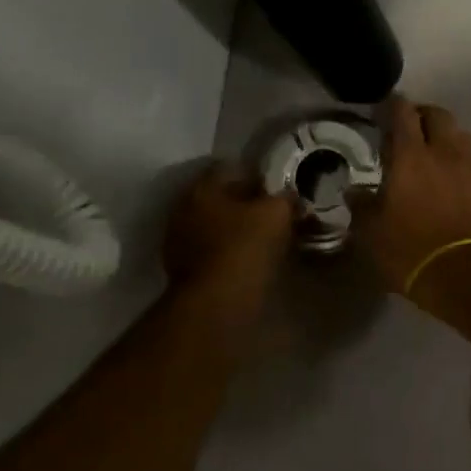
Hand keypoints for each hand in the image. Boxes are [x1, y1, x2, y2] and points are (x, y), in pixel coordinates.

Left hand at [161, 161, 293, 327]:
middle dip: (245, 203)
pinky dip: (231, 252)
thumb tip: (290, 196)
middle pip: (220, 198)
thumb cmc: (246, 246)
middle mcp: (183, 210)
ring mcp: (179, 242)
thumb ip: (285, 198)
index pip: (229, 168)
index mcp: (201, 188)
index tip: (277, 184)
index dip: (256, 173)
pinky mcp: (185, 271)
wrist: (218, 302)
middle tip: (275, 211)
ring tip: (267, 238)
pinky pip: (213, 251)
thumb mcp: (277, 213)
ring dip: (237, 229)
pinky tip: (252, 259)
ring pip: (216, 226)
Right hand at [353, 97, 470, 296]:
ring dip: (442, 133)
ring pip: (458, 132)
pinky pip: (469, 156)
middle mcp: (444, 151)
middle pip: (437, 114)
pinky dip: (456, 155)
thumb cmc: (411, 249)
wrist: (467, 273)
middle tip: (405, 127)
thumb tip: (354, 191)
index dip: (392, 105)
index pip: (403, 113)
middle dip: (421, 114)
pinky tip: (445, 173)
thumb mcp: (372, 232)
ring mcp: (470, 167)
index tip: (381, 109)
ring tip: (428, 149)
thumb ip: (362, 206)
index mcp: (412, 155)